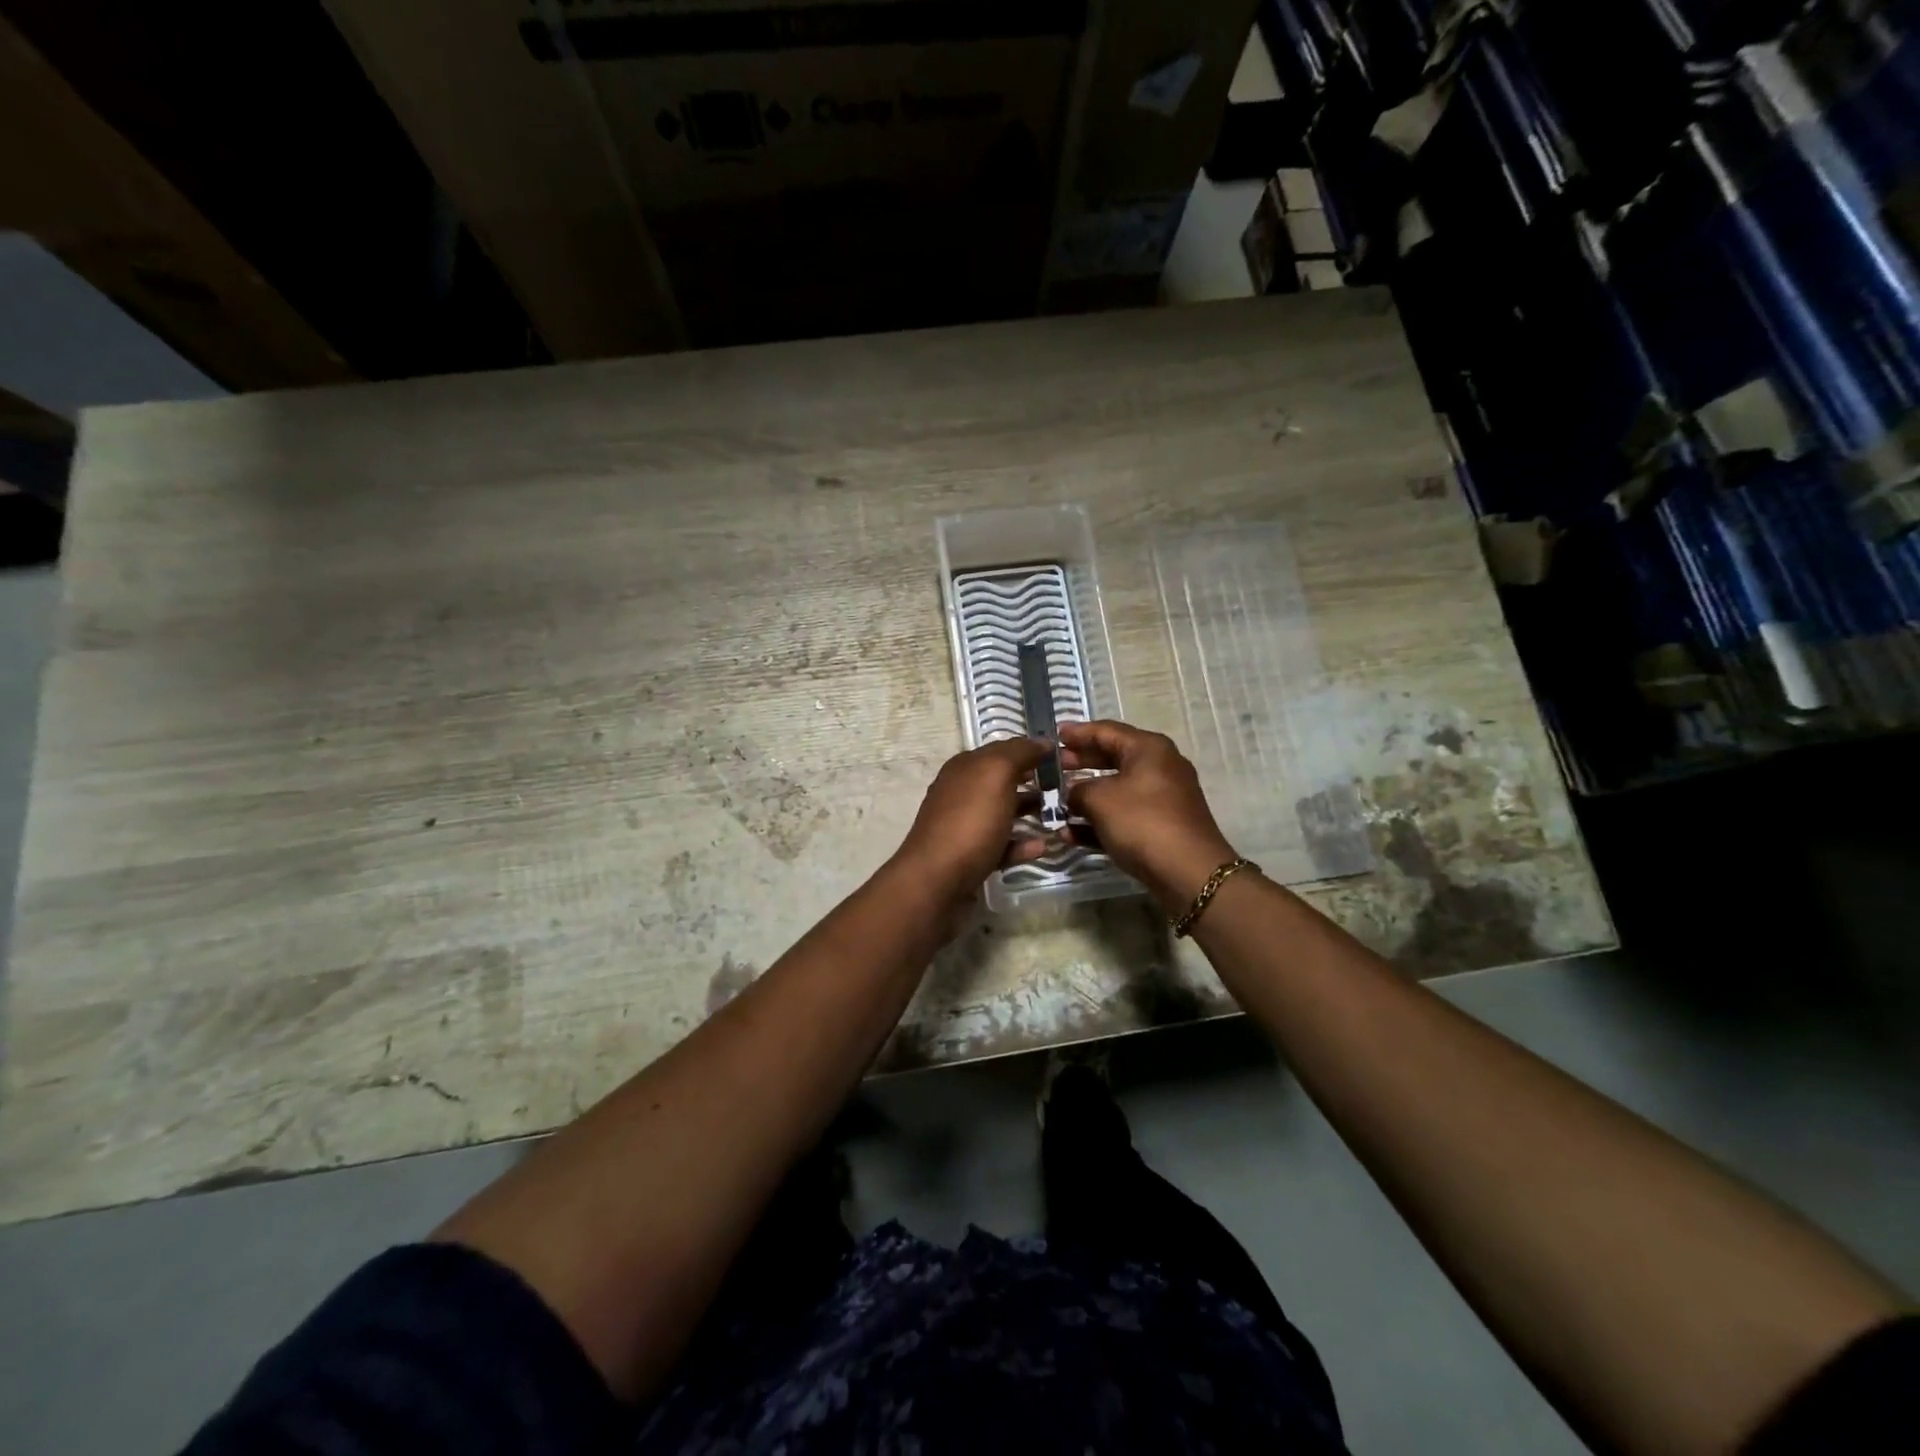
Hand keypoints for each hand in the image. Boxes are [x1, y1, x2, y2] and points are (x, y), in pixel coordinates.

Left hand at [892, 738, 1048, 900]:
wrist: (936, 880)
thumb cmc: (969, 821)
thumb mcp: (996, 774)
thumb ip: (1018, 753)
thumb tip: (1041, 741)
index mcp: (965, 767)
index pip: (1002, 750)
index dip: (1032, 751)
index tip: (1064, 759)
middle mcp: (961, 791)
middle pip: (1003, 781)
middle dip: (1033, 782)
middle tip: (1067, 788)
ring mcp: (964, 825)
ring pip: (1003, 812)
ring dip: (1030, 813)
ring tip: (1059, 817)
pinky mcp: (970, 857)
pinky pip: (1001, 845)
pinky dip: (1021, 845)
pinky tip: (1042, 847)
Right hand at [1059, 720, 1237, 913]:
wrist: (1188, 872)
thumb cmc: (1142, 821)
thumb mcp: (1099, 799)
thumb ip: (1078, 790)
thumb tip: (1072, 794)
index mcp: (1148, 749)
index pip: (1107, 730)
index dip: (1078, 732)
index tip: (1054, 736)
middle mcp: (1159, 767)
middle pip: (1112, 758)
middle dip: (1081, 763)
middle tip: (1054, 767)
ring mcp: (1161, 799)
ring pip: (1116, 790)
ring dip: (1085, 797)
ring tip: (1056, 802)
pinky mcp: (1160, 827)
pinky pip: (1123, 816)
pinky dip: (1098, 822)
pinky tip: (1069, 834)